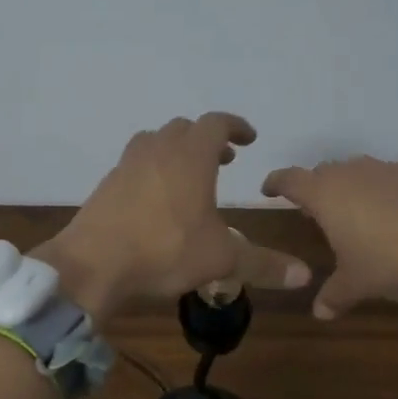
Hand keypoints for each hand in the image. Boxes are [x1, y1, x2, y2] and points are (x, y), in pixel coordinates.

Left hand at [36, 113, 310, 322]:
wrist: (92, 264)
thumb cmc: (163, 252)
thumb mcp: (221, 260)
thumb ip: (263, 264)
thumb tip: (305, 275)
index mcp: (190, 157)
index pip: (216, 123)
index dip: (235, 126)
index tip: (248, 138)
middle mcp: (157, 151)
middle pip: (184, 129)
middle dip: (206, 140)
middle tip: (223, 160)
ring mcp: (126, 165)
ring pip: (154, 141)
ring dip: (176, 150)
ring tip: (189, 176)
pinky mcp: (106, 185)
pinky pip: (134, 164)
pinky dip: (151, 170)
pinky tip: (155, 201)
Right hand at [261, 157, 397, 319]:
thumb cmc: (389, 261)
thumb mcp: (356, 284)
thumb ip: (333, 295)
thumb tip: (319, 313)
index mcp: (325, 194)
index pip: (290, 179)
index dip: (276, 184)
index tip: (269, 190)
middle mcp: (351, 173)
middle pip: (323, 172)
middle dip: (314, 188)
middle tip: (313, 211)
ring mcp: (387, 170)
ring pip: (356, 172)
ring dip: (349, 188)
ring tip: (353, 214)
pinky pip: (386, 179)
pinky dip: (380, 193)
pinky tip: (391, 218)